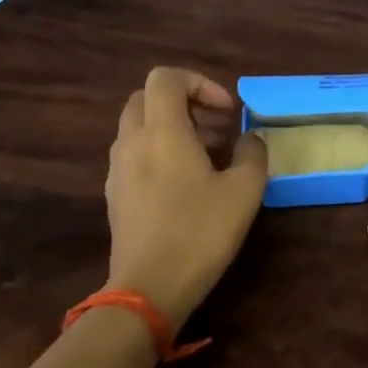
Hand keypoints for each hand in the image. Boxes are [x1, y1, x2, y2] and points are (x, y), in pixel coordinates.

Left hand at [105, 67, 266, 327]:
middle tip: (218, 127)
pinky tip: (187, 183)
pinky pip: (135, 153)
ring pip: (140, 126)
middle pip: (148, 97)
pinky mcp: (115, 194)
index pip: (166, 78)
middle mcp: (132, 142)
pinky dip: (160, 151)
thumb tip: (250, 139)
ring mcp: (118, 169)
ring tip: (209, 156)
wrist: (148, 289)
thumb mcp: (244, 190)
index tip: (227, 111)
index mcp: (161, 131)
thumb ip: (252, 154)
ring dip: (173, 127)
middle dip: (185, 102)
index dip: (200, 82)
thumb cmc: (200, 232)